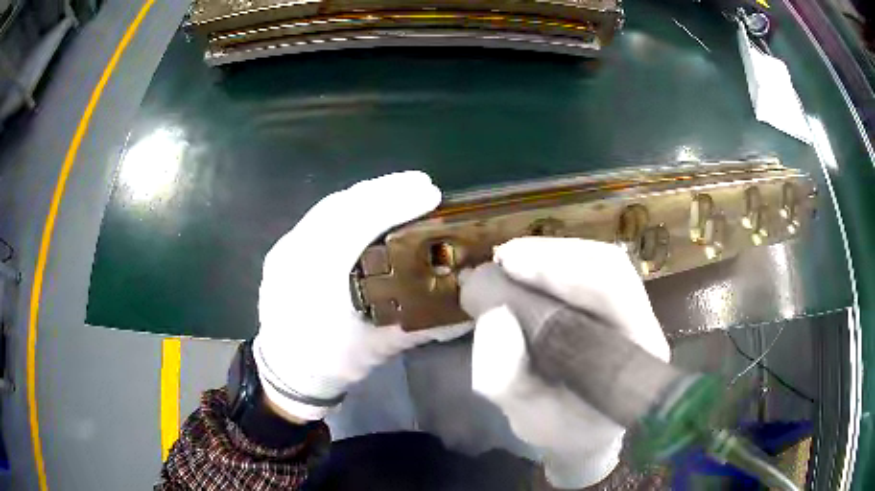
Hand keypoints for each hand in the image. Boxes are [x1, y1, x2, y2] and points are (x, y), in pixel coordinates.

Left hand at [254, 172, 472, 421]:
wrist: (286, 372)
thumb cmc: (329, 364)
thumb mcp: (376, 349)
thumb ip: (420, 326)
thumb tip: (465, 310)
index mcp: (313, 282)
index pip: (352, 228)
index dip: (391, 204)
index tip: (428, 193)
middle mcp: (293, 256)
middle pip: (339, 207)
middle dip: (383, 190)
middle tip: (422, 184)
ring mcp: (284, 250)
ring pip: (327, 208)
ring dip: (367, 194)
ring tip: (402, 188)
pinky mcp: (284, 250)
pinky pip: (318, 217)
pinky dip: (348, 205)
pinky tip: (370, 206)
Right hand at [467, 237, 669, 488]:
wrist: (584, 430)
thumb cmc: (562, 429)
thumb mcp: (528, 419)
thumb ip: (508, 382)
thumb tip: (495, 317)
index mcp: (637, 354)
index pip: (613, 292)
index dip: (564, 271)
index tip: (510, 265)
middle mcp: (642, 321)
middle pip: (608, 266)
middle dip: (551, 257)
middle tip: (502, 261)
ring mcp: (631, 307)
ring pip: (598, 261)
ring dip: (547, 256)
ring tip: (506, 265)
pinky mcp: (612, 302)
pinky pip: (586, 268)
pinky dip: (549, 263)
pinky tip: (520, 269)